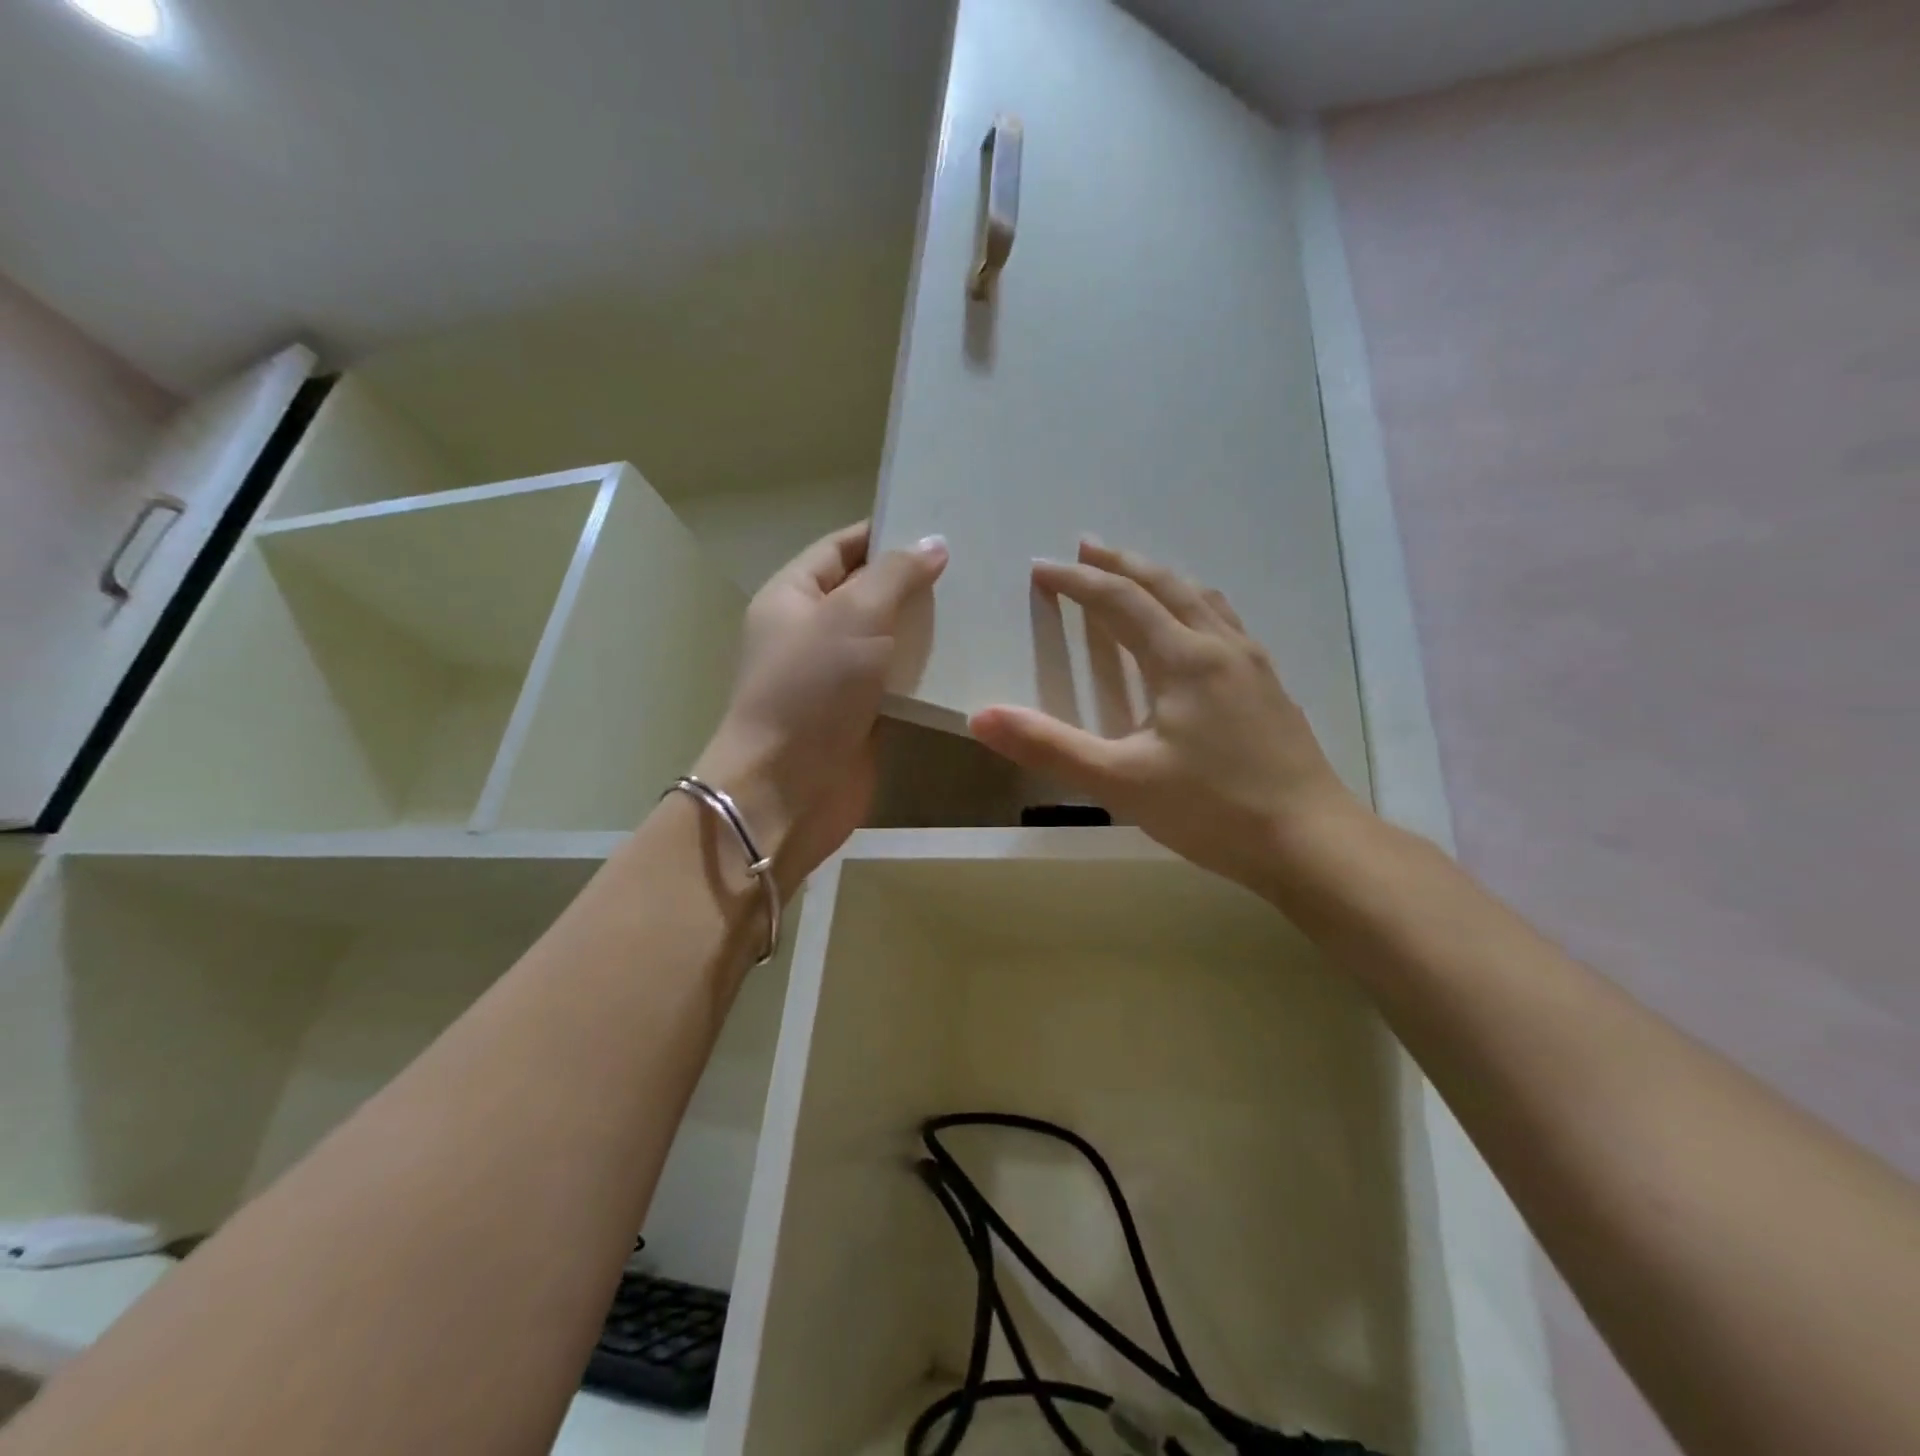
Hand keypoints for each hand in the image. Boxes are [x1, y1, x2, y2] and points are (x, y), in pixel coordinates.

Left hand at [695, 521, 947, 891]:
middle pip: (869, 593)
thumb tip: (933, 544)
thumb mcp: (852, 615)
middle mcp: (813, 632)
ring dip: (929, 629)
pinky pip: (900, 683)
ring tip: (985, 607)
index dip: (886, 532)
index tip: (942, 524)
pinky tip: (972, 660)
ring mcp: (838, 677)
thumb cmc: (811, 690)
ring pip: (890, 640)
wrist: (788, 790)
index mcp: (793, 596)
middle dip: (916, 581)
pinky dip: (929, 672)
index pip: (842, 548)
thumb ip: (895, 575)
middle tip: (978, 566)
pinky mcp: (862, 715)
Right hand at [969, 540, 1367, 897]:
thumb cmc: (1213, 810)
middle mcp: (1221, 646)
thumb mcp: (1120, 782)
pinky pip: (1225, 622)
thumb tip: (980, 717)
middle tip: (1085, 547)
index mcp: (1184, 659)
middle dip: (1121, 563)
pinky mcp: (1270, 687)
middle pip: (1166, 585)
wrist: (1312, 842)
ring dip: (1161, 579)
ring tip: (1136, 575)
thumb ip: (1049, 746)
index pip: (1121, 601)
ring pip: (1202, 599)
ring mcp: (1253, 664)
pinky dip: (1194, 605)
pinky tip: (1194, 629)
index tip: (1042, 569)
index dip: (1077, 582)